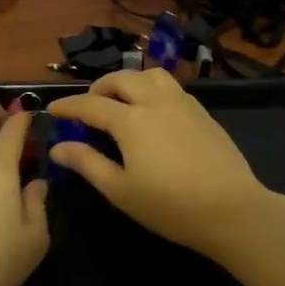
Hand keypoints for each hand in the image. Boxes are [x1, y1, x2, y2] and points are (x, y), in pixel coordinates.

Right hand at [47, 69, 278, 262]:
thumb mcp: (120, 190)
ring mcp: (183, 103)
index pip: (90, 104)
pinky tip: (153, 111)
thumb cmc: (170, 205)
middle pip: (121, 79)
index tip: (53, 109)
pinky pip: (171, 87)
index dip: (68, 105)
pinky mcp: (203, 112)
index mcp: (131, 120)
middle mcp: (155, 101)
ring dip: (129, 81)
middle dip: (99, 87)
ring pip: (150, 75)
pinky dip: (152, 89)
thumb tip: (59, 147)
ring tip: (122, 100)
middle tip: (88, 105)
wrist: (231, 209)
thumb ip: (87, 164)